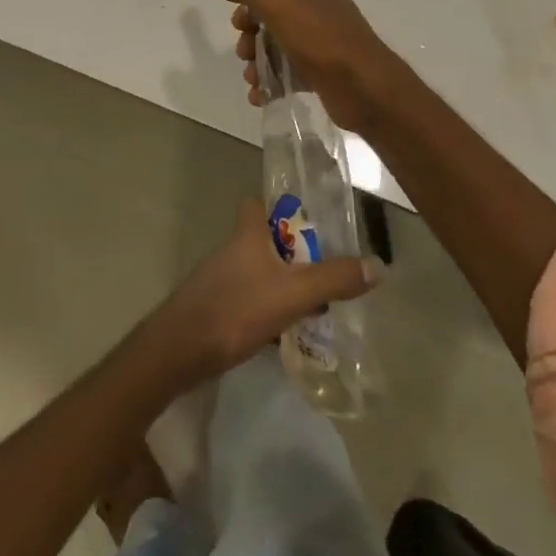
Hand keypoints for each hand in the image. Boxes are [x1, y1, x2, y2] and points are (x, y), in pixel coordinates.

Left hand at [143, 199, 381, 388]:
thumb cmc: (235, 309)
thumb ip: (333, 279)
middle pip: (262, 242)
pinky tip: (282, 334)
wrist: (178, 351)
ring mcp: (218, 281)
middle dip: (290, 254)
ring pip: (256, 274)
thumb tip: (377, 266)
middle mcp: (230, 251)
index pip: (256, 205)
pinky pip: (246, 302)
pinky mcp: (212, 310)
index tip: (309, 222)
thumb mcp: (292, 293)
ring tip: (312, 306)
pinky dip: (265, 311)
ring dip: (280, 285)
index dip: (279, 208)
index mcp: (246, 235)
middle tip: (322, 271)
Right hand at [213, 0, 405, 132]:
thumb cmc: (320, 38)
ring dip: (257, 63)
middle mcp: (319, 10)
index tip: (238, 21)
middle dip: (250, 36)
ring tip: (252, 79)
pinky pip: (288, 73)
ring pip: (277, 47)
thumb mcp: (278, 2)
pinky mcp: (322, 73)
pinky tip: (260, 96)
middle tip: (245, 52)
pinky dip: (271, 83)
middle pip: (270, 17)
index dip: (250, 0)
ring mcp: (322, 43)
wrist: (364, 88)